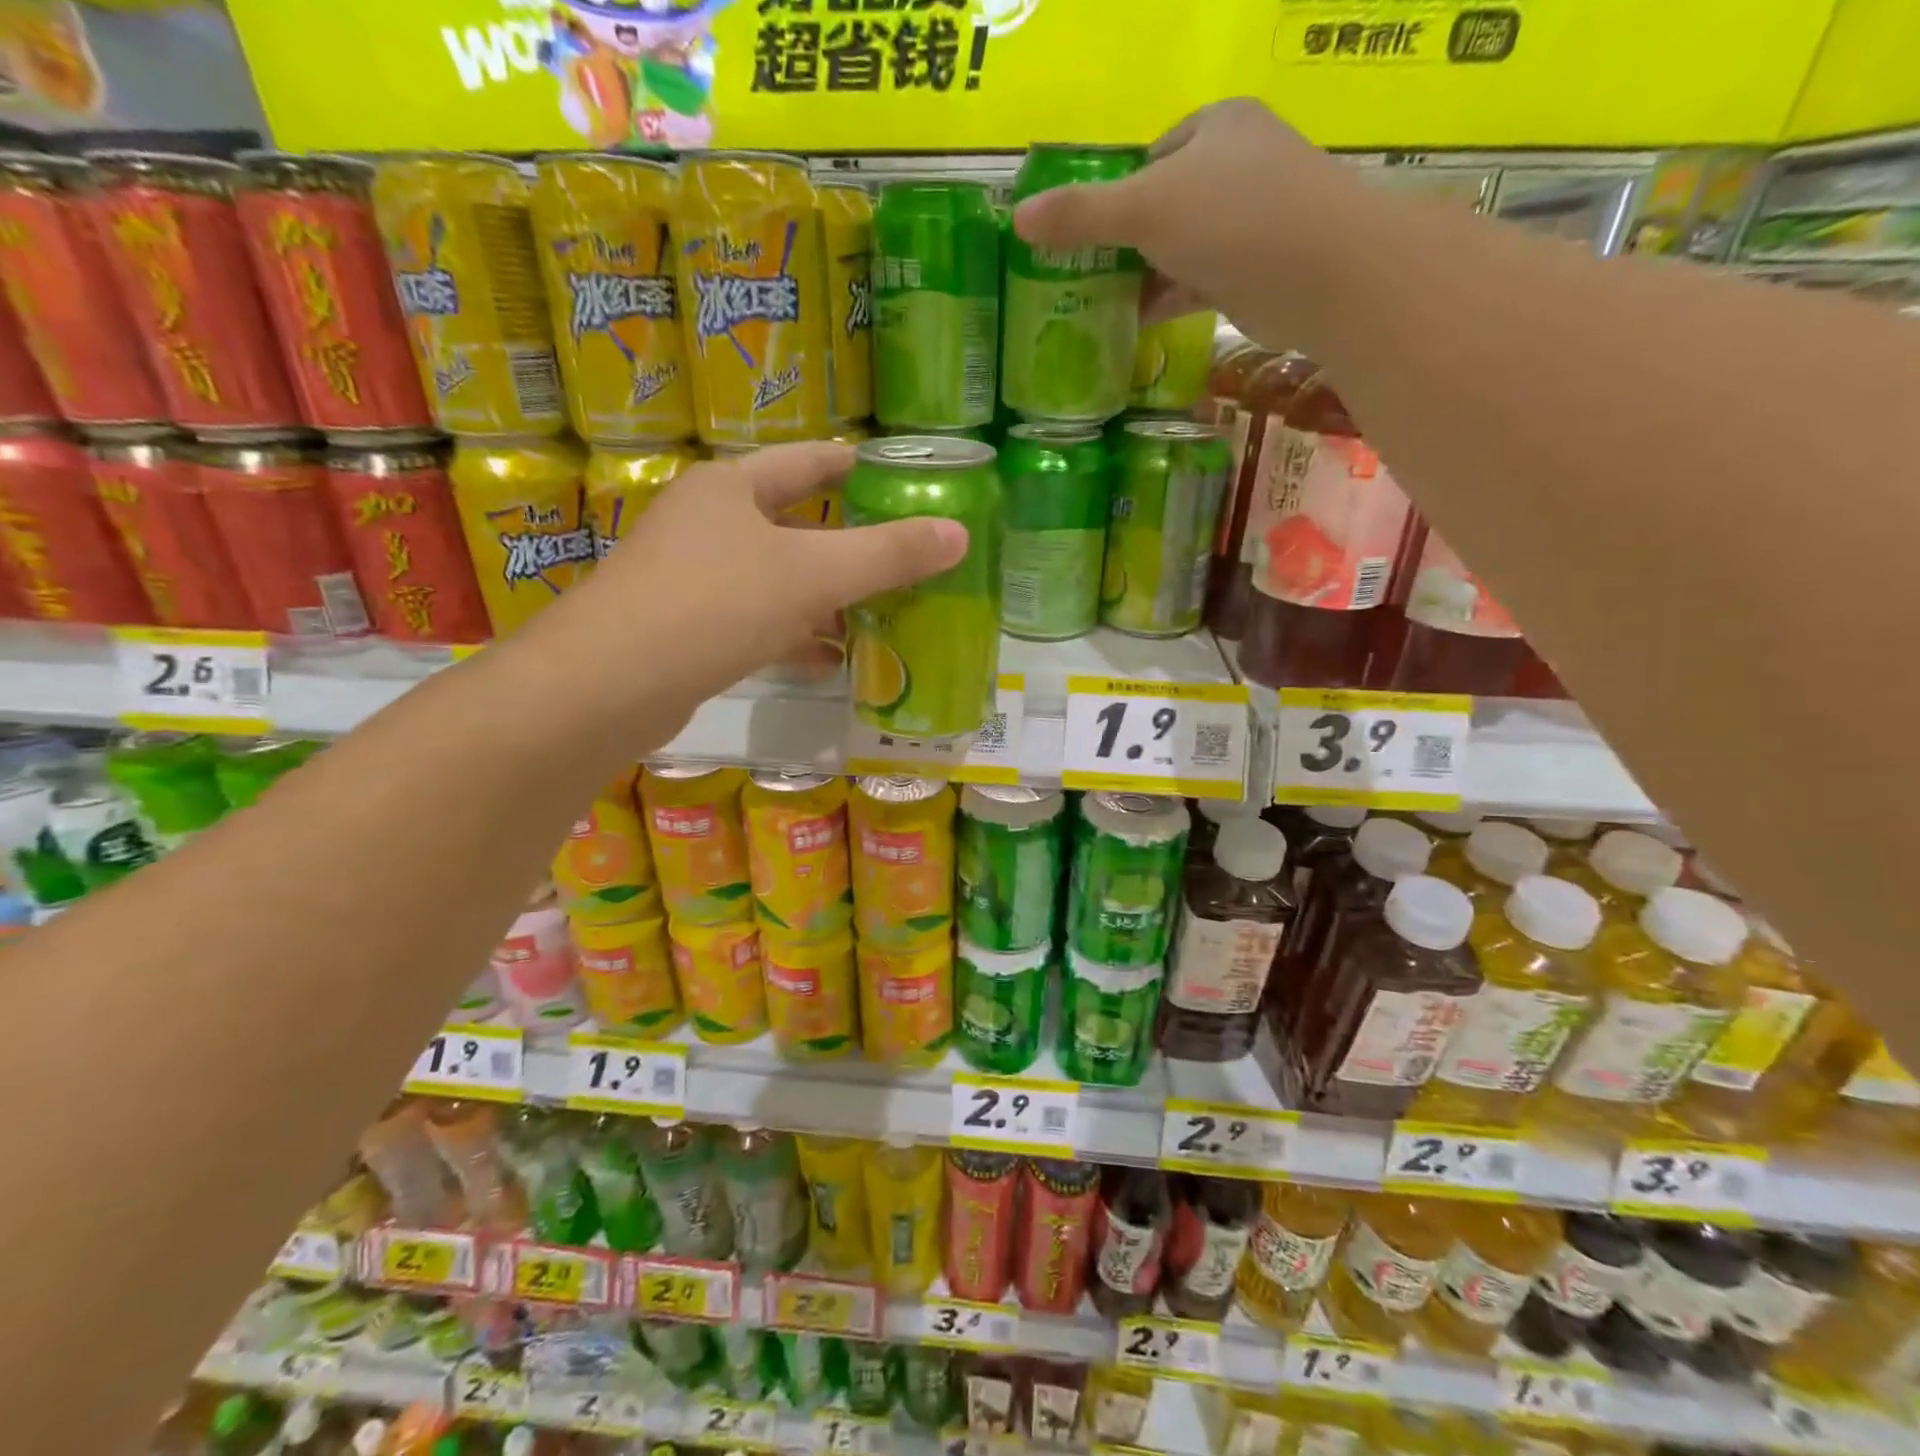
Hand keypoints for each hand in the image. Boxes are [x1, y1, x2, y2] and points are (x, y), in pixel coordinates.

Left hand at [549, 441, 967, 712]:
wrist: (610, 685)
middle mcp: (707, 523)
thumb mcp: (813, 575)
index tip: (902, 478)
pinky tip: (831, 660)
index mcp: (732, 488)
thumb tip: (959, 533)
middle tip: (902, 554)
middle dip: (847, 542)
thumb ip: (887, 554)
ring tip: (880, 614)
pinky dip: (795, 636)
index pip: (809, 462)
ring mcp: (691, 578)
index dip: (857, 467)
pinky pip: (756, 622)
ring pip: (776, 579)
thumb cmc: (715, 604)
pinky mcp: (686, 629)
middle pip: (794, 522)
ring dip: (825, 597)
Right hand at [1011, 99, 1363, 344]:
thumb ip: (1081, 215)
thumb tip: (1018, 219)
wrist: (1320, 273)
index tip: (1081, 235)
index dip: (1112, 192)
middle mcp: (1236, 166)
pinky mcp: (1253, 271)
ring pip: (1178, 248)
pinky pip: (1196, 283)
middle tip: (1080, 277)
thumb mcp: (1144, 208)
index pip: (1150, 155)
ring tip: (1095, 306)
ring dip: (1141, 277)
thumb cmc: (1231, 217)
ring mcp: (1249, 221)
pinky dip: (1166, 302)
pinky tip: (1132, 325)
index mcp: (1215, 127)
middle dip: (1123, 242)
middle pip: (1162, 205)